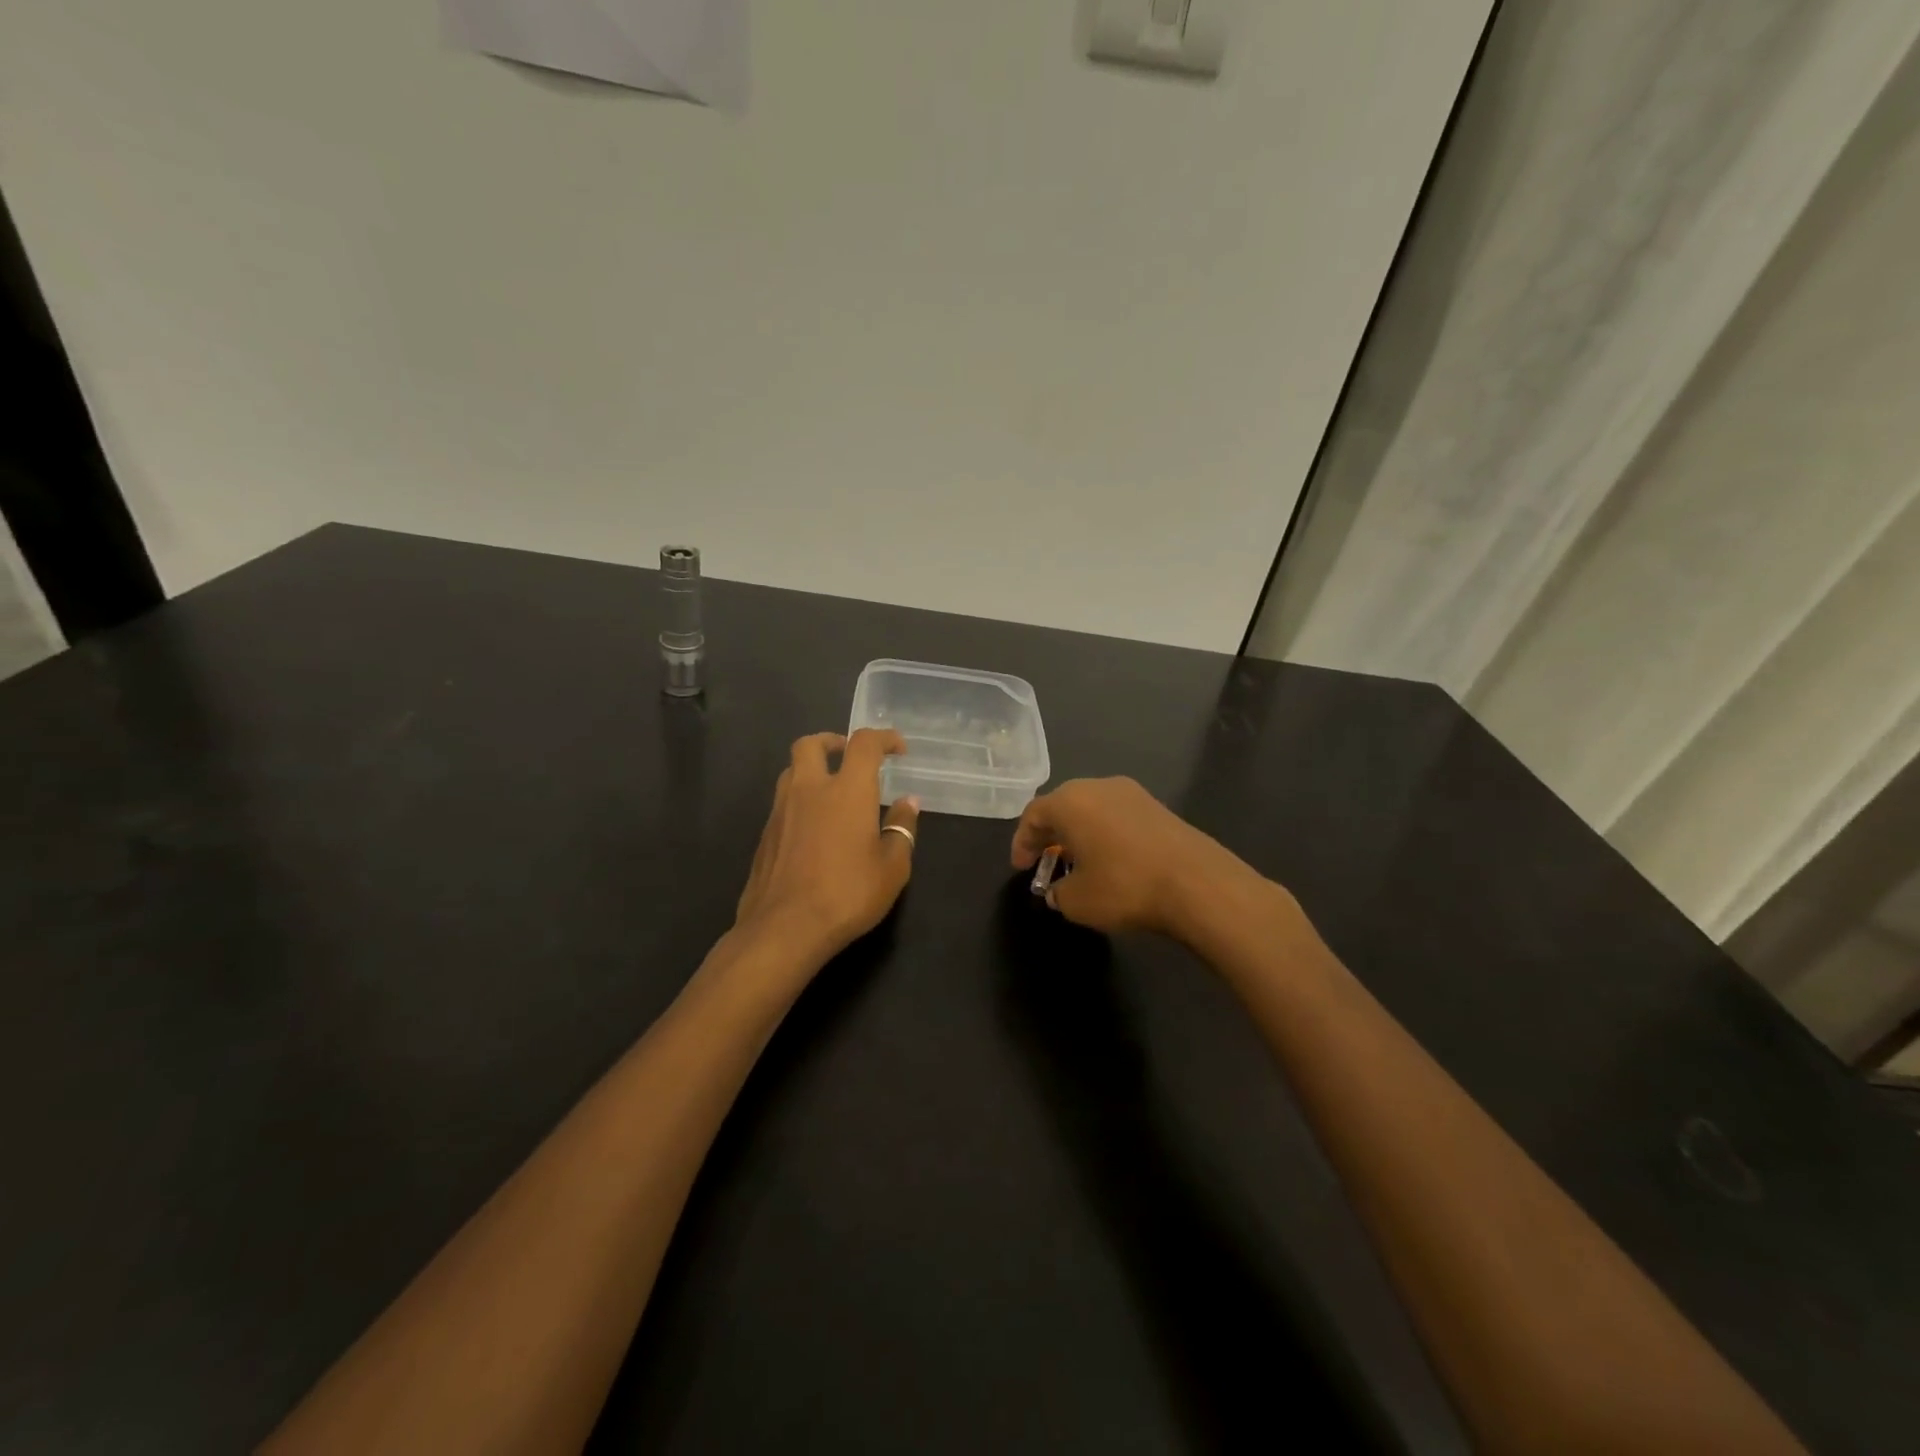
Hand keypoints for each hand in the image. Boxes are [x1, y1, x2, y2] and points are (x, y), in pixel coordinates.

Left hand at [733, 729, 920, 968]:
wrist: (783, 929)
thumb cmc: (847, 894)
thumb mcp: (892, 868)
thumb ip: (902, 829)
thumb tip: (909, 803)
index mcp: (847, 790)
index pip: (864, 743)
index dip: (883, 738)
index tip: (897, 749)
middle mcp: (809, 789)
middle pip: (811, 744)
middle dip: (832, 742)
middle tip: (849, 757)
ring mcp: (781, 811)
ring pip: (791, 771)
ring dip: (812, 770)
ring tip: (831, 792)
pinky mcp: (765, 835)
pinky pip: (782, 802)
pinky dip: (800, 801)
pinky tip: (814, 829)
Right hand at [1010, 777, 1240, 937]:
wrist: (1197, 883)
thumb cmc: (1125, 887)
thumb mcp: (1077, 902)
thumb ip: (1058, 894)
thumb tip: (1059, 891)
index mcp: (1070, 802)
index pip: (1033, 815)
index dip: (1022, 843)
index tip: (1021, 868)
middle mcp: (1098, 787)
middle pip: (1062, 806)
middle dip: (1050, 834)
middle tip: (1045, 861)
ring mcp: (1132, 793)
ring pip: (1092, 809)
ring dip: (1079, 833)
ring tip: (1078, 863)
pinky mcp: (1158, 806)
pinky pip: (1117, 816)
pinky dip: (1105, 834)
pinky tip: (1111, 860)